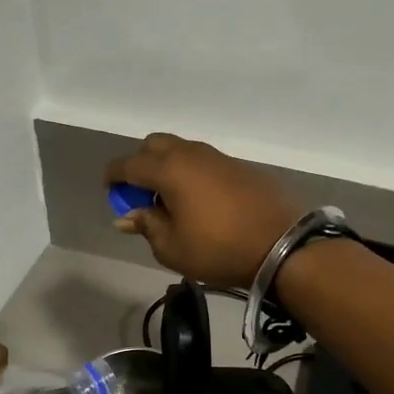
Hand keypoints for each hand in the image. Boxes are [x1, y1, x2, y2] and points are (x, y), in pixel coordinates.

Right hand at [104, 134, 300, 288]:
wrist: (282, 244)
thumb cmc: (219, 249)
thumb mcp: (172, 247)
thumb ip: (146, 225)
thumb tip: (126, 215)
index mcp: (169, 170)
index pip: (128, 164)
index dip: (114, 176)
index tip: (111, 191)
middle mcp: (191, 154)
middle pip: (154, 144)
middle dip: (140, 163)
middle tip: (141, 193)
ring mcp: (218, 156)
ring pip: (181, 149)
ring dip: (168, 166)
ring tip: (170, 198)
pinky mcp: (240, 165)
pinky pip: (204, 160)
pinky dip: (192, 172)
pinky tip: (200, 199)